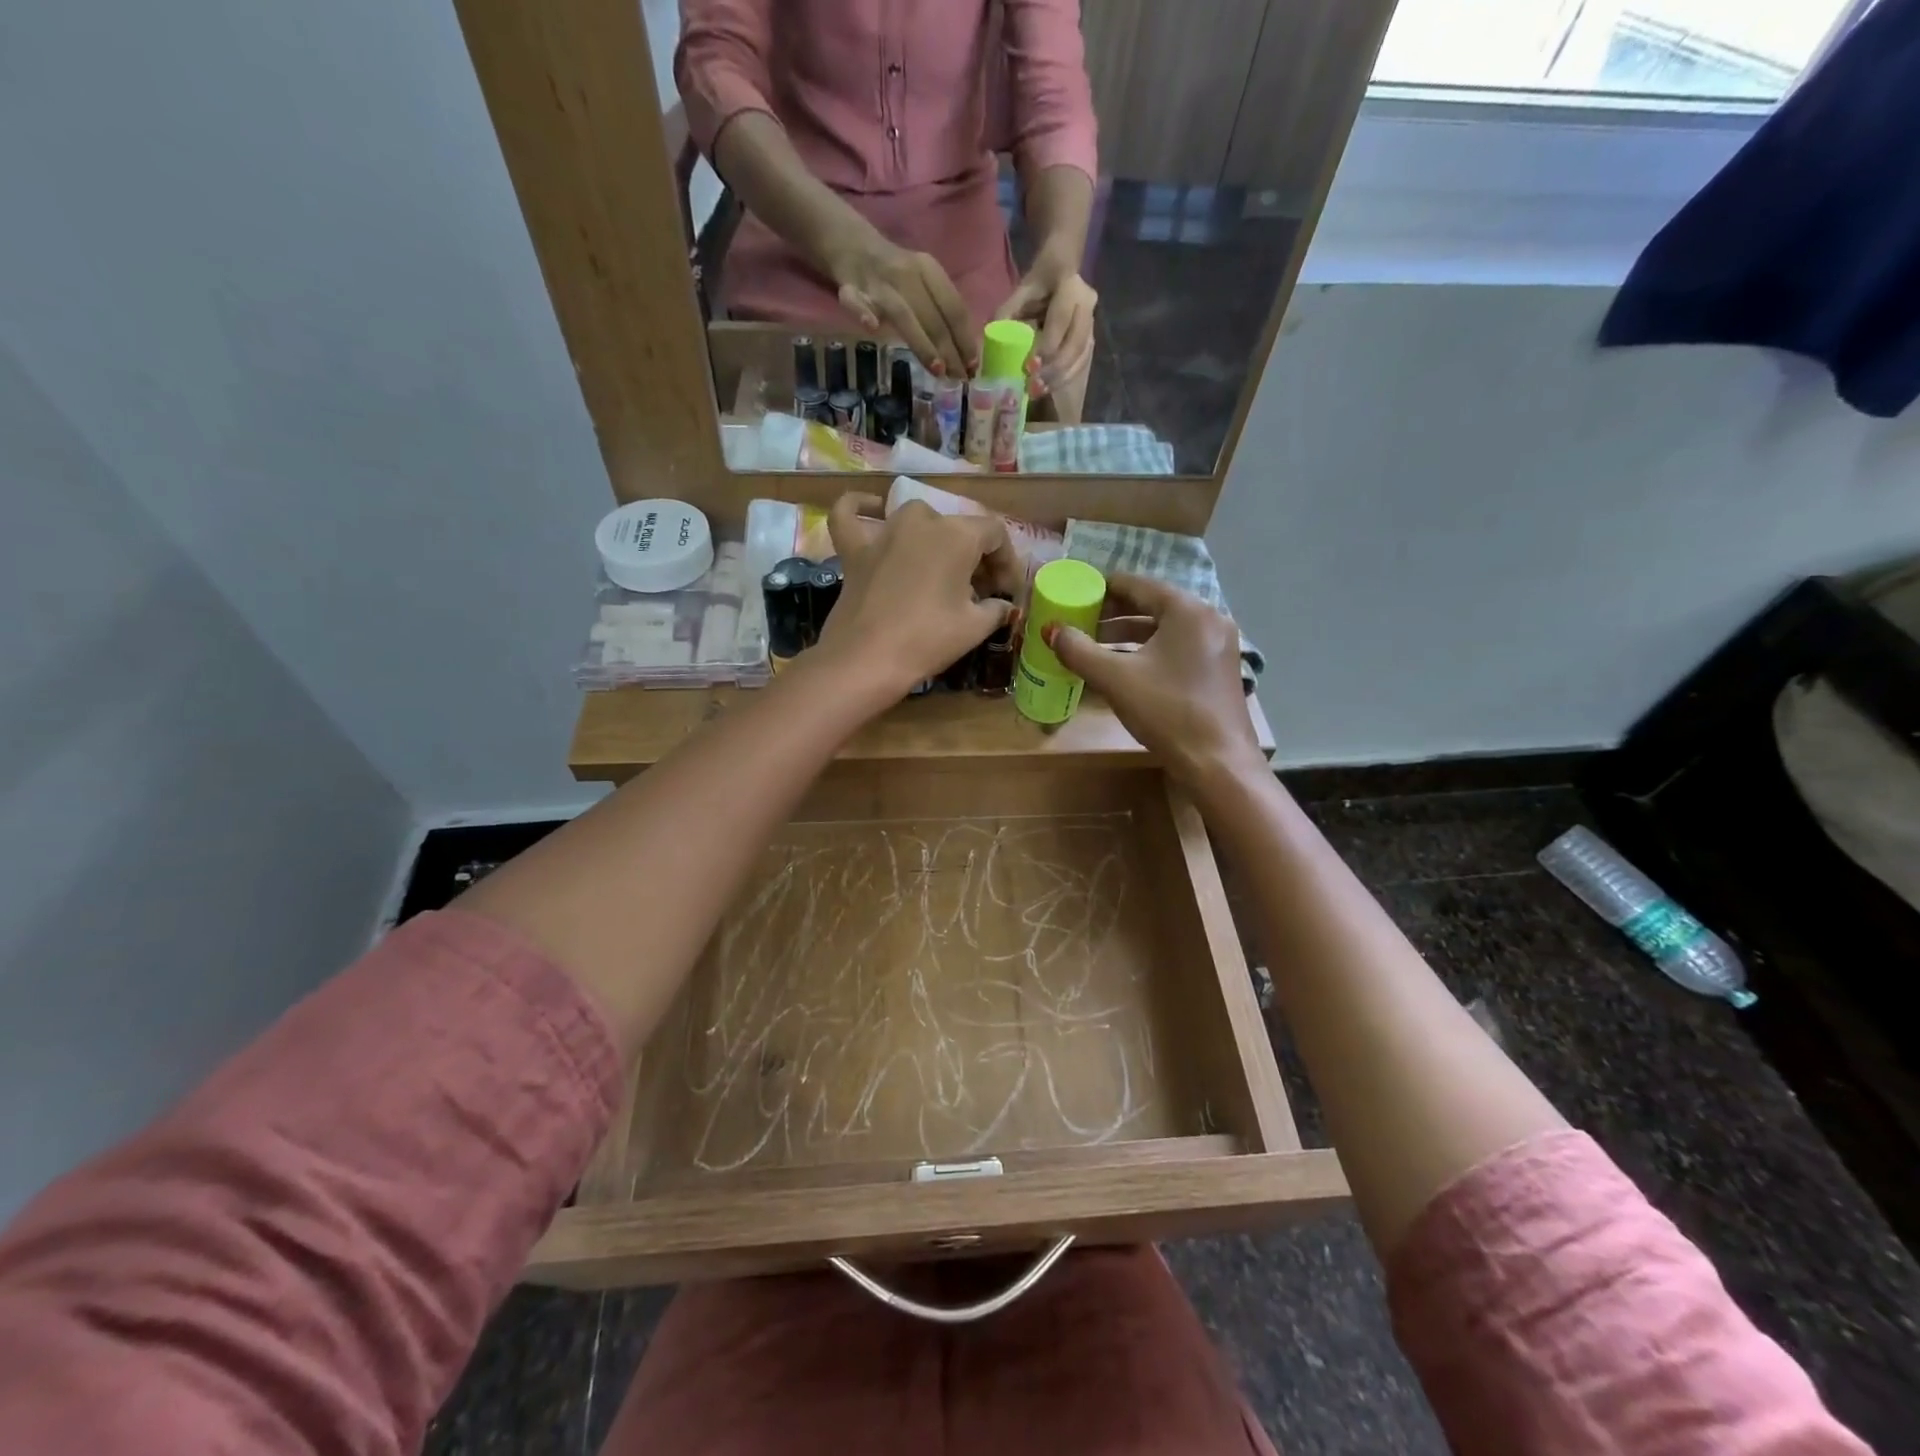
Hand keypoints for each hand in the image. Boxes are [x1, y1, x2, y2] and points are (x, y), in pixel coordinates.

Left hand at [819, 493, 1020, 700]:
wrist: (866, 660)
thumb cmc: (927, 640)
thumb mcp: (975, 628)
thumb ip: (997, 609)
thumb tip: (1004, 605)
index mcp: (957, 535)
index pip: (995, 534)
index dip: (1007, 562)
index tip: (1007, 593)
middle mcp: (921, 521)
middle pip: (958, 527)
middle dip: (975, 556)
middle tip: (980, 592)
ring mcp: (884, 532)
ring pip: (917, 519)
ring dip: (935, 537)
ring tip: (942, 570)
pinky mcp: (854, 549)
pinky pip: (851, 515)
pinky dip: (861, 508)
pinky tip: (873, 510)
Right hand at [829, 231, 977, 379]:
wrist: (852, 244)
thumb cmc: (896, 275)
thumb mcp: (923, 283)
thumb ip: (939, 311)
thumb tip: (964, 354)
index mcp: (928, 270)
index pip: (953, 307)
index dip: (965, 338)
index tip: (973, 366)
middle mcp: (906, 274)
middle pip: (932, 316)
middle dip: (948, 351)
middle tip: (959, 379)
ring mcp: (878, 282)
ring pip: (903, 314)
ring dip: (921, 342)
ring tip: (937, 369)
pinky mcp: (851, 287)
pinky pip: (855, 301)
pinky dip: (863, 313)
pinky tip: (873, 327)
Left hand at [996, 254, 1097, 398]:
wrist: (1061, 273)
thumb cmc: (1038, 284)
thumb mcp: (1021, 291)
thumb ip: (1008, 311)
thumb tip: (992, 339)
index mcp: (1071, 287)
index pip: (1061, 320)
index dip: (1048, 344)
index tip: (1030, 366)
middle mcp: (1087, 306)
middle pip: (1074, 344)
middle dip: (1054, 369)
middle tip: (1033, 386)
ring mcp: (1092, 324)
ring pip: (1080, 357)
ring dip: (1059, 378)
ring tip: (1038, 391)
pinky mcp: (1090, 339)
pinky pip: (1081, 363)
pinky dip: (1064, 378)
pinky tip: (1048, 388)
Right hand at [1046, 574, 1261, 785]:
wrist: (1218, 762)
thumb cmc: (1167, 711)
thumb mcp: (1115, 679)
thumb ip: (1079, 650)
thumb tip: (1052, 630)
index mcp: (1187, 610)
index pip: (1139, 585)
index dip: (1104, 588)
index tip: (1077, 593)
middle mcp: (1208, 618)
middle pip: (1153, 605)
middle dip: (1114, 614)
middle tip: (1081, 621)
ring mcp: (1218, 645)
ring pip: (1165, 629)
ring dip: (1129, 635)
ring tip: (1095, 646)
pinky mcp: (1219, 669)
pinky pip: (1178, 647)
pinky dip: (1149, 651)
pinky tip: (1125, 668)